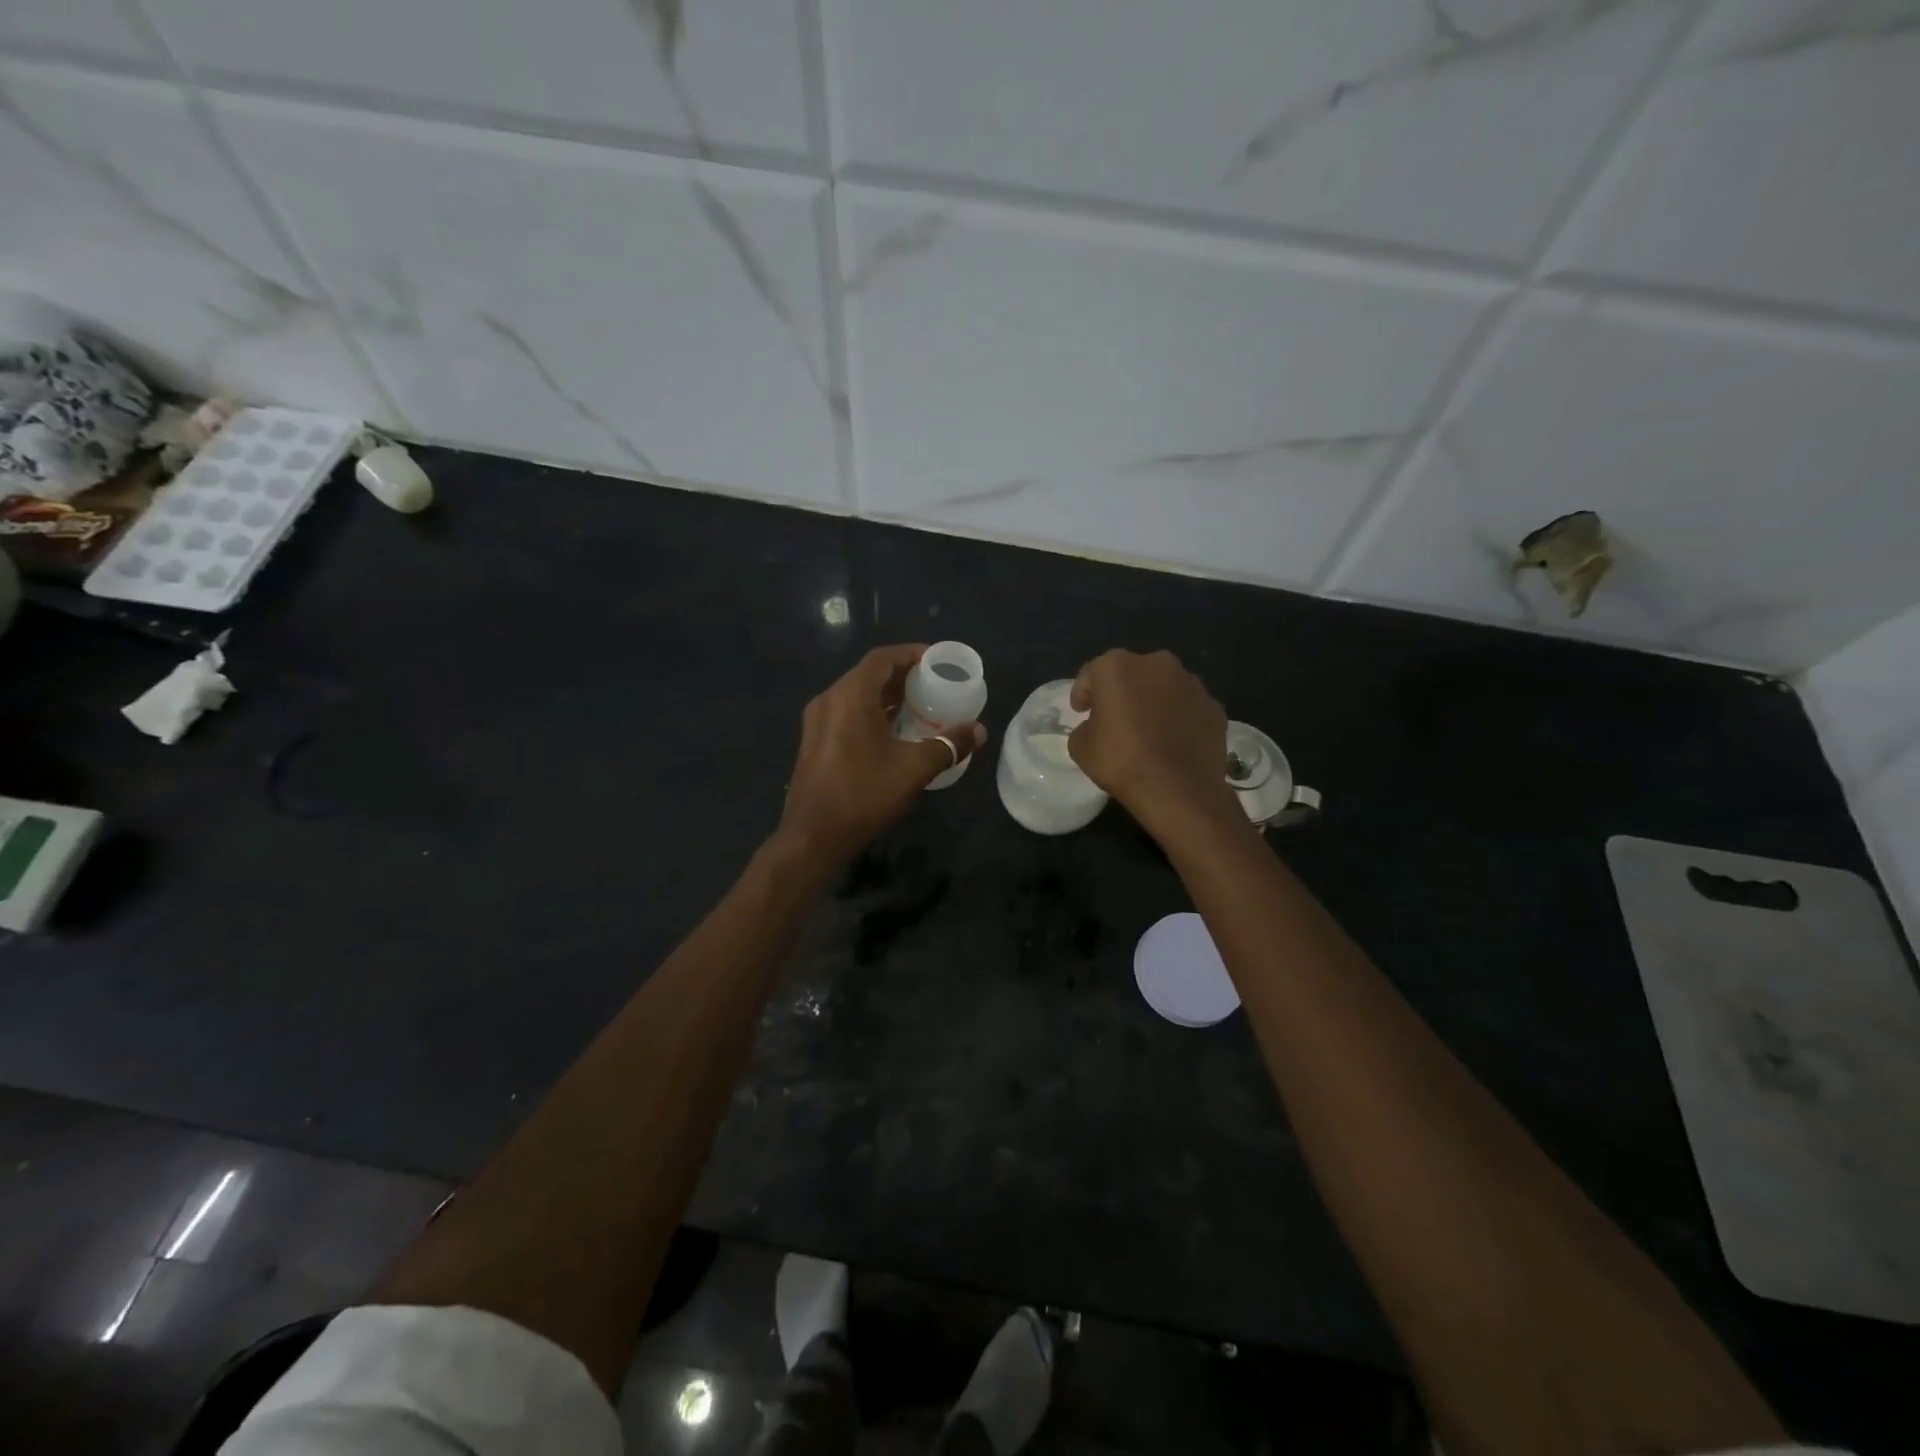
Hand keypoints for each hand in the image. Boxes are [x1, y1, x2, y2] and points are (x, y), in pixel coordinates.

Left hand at [777, 644, 986, 862]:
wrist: (813, 836)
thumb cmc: (863, 794)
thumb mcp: (913, 769)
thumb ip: (948, 745)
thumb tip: (978, 731)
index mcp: (850, 696)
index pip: (883, 658)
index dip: (911, 653)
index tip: (937, 660)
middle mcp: (829, 700)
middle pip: (869, 674)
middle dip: (902, 675)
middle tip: (934, 684)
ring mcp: (817, 721)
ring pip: (856, 695)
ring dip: (887, 696)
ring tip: (920, 705)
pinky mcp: (814, 741)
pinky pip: (847, 713)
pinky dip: (872, 712)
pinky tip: (894, 731)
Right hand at [1068, 649, 1238, 841]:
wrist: (1179, 790)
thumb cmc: (1122, 762)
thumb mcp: (1080, 747)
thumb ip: (1086, 726)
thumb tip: (1098, 725)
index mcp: (1116, 666)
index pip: (1092, 674)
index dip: (1084, 694)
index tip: (1081, 712)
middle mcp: (1156, 663)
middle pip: (1131, 673)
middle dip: (1122, 691)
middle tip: (1115, 718)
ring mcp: (1191, 683)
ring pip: (1163, 687)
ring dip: (1153, 701)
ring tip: (1148, 730)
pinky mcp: (1213, 706)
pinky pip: (1187, 707)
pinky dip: (1179, 717)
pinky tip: (1173, 741)